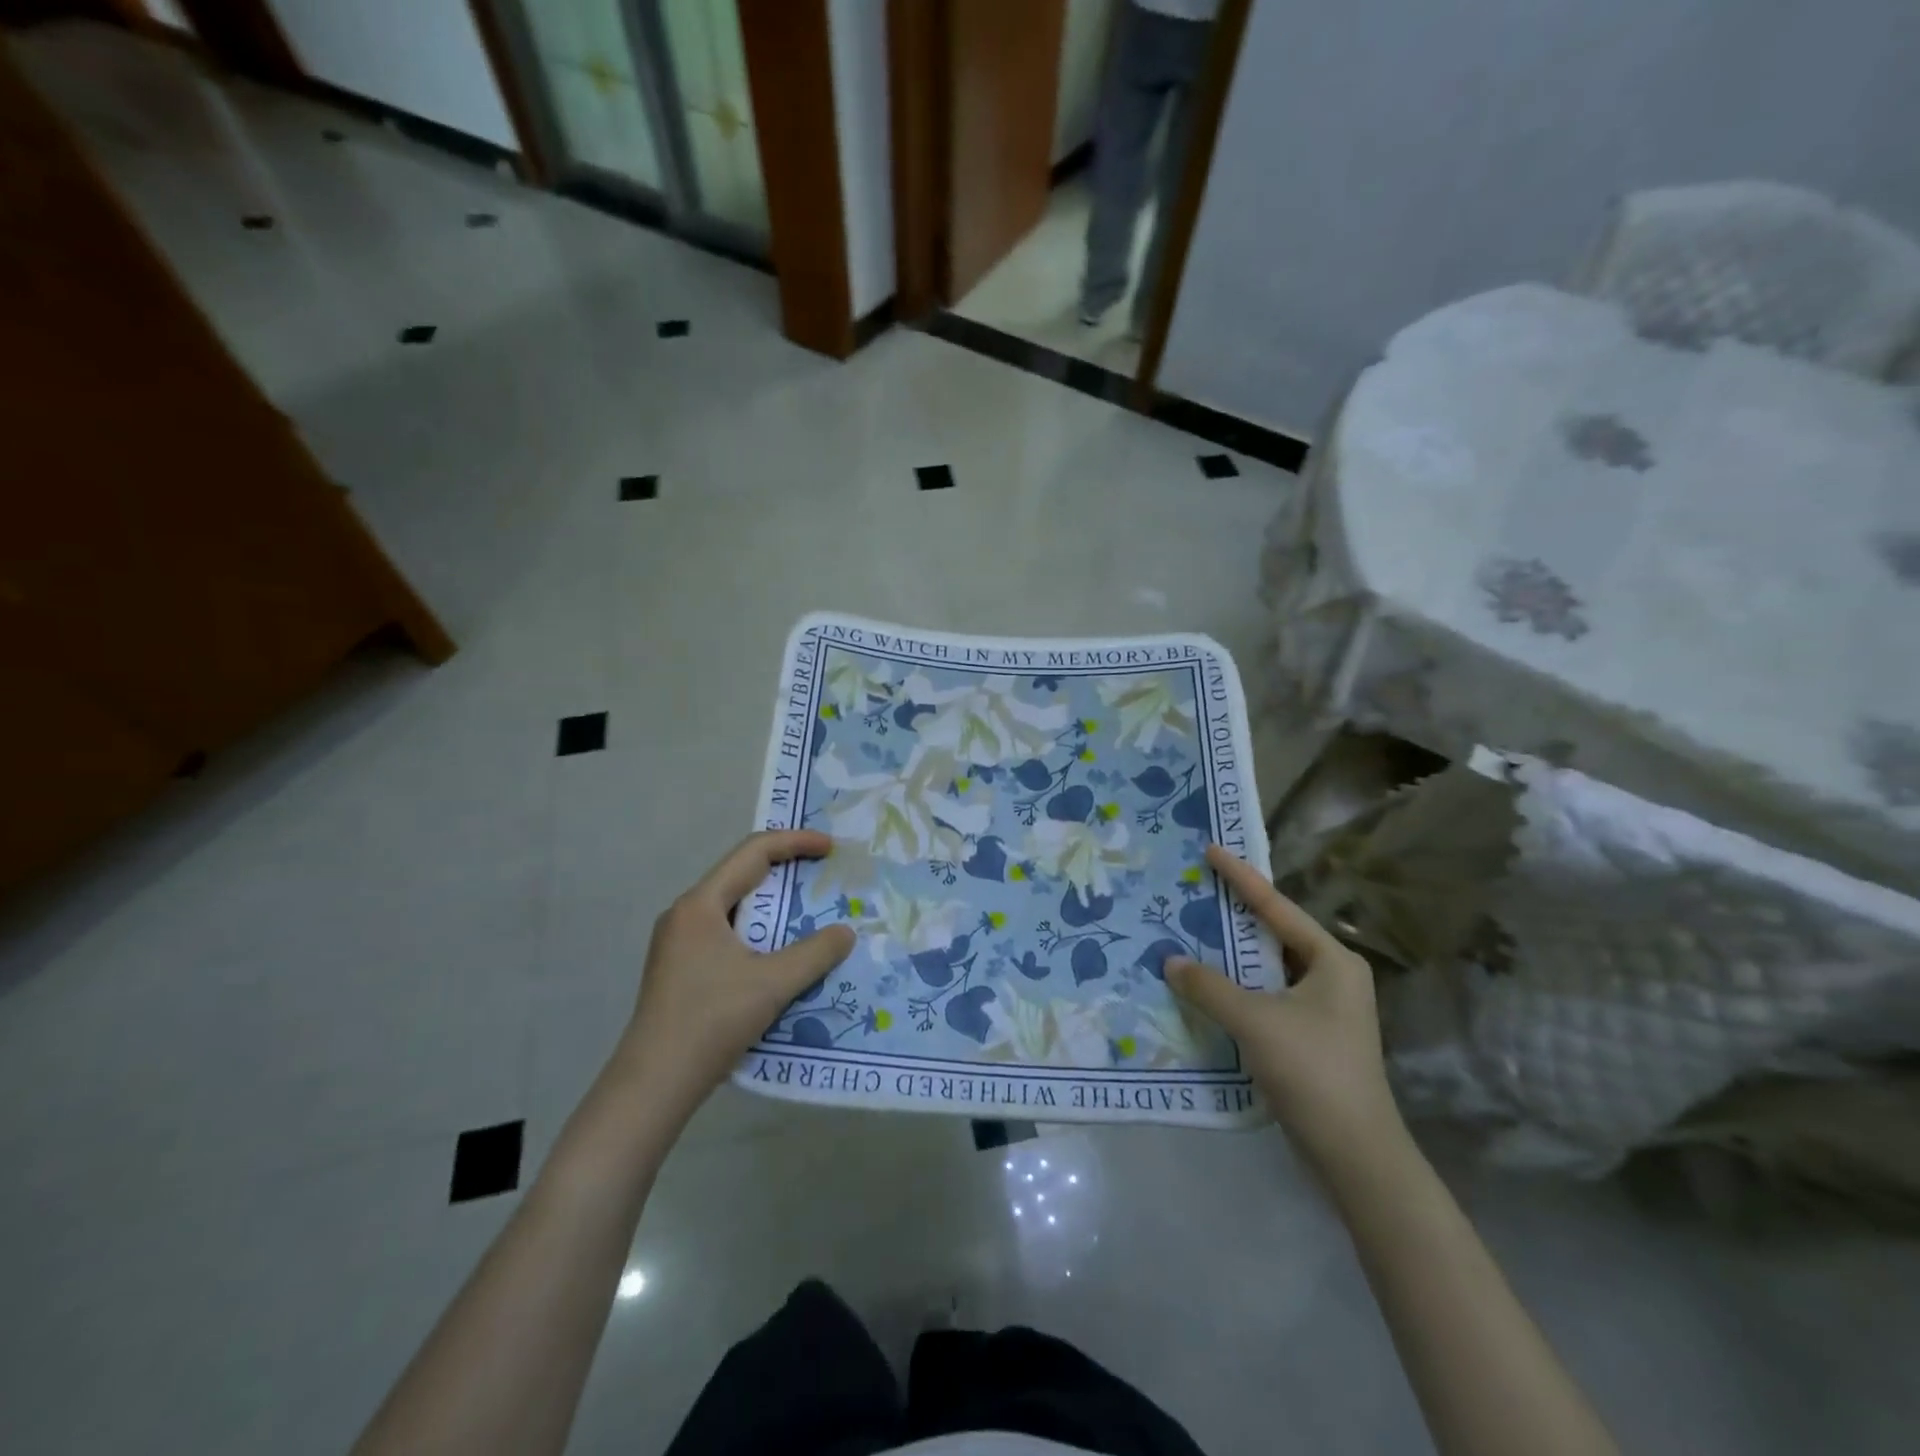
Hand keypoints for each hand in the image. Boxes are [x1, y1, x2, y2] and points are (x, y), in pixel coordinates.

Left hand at [612, 830, 856, 1122]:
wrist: (653, 1085)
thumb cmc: (710, 1021)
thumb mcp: (771, 984)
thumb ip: (815, 953)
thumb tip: (846, 933)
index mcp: (701, 905)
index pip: (753, 853)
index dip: (795, 842)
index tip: (831, 848)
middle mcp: (685, 915)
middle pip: (741, 875)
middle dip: (785, 871)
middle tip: (823, 876)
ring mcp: (678, 944)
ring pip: (734, 908)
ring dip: (772, 906)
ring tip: (808, 913)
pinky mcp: (680, 970)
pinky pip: (727, 934)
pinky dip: (758, 933)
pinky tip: (779, 955)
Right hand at [1167, 844, 1403, 1172]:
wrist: (1355, 1154)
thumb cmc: (1312, 1071)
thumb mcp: (1255, 1021)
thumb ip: (1209, 986)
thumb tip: (1170, 960)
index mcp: (1332, 960)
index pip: (1277, 907)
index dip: (1241, 878)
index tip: (1212, 850)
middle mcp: (1332, 976)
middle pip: (1274, 934)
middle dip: (1234, 914)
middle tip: (1196, 890)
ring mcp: (1324, 1008)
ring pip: (1268, 967)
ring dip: (1232, 955)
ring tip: (1193, 932)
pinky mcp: (1311, 1036)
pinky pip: (1267, 995)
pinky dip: (1238, 987)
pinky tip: (1208, 985)